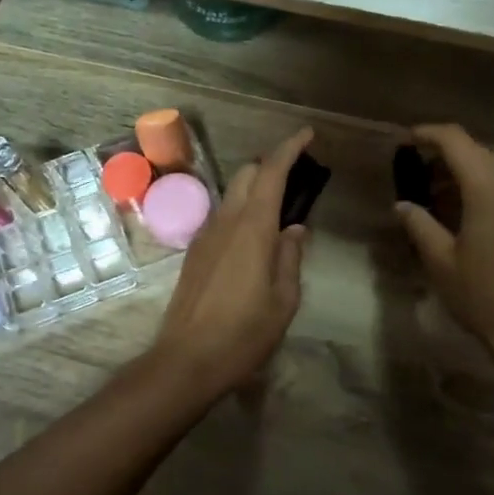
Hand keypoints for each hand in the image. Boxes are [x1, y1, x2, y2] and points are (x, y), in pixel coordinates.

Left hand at [151, 127, 312, 396]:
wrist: (185, 360)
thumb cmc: (243, 333)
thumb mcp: (283, 300)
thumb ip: (291, 258)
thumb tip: (294, 230)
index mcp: (252, 228)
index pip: (271, 172)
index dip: (290, 149)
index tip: (307, 134)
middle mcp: (225, 221)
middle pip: (247, 174)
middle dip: (272, 165)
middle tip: (298, 177)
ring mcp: (205, 235)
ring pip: (232, 194)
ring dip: (256, 188)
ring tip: (281, 209)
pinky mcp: (195, 252)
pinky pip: (222, 216)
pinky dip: (242, 210)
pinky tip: (256, 236)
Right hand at [395, 124, 493, 358]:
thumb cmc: (482, 295)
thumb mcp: (440, 260)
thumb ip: (419, 224)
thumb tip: (403, 204)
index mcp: (487, 188)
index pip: (456, 140)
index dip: (428, 134)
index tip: (406, 141)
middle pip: (476, 151)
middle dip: (445, 155)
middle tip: (417, 174)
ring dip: (465, 173)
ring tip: (438, 198)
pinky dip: (484, 189)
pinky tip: (467, 216)